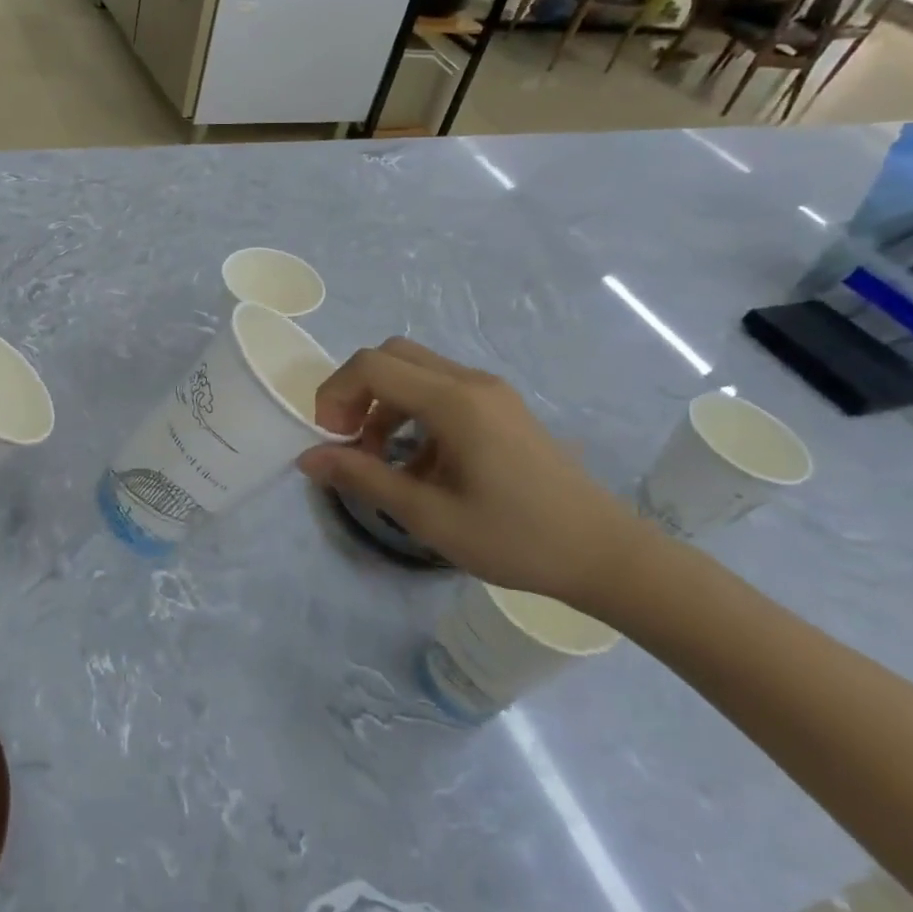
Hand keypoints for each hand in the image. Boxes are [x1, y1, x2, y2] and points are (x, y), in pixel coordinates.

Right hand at [297, 338, 658, 608]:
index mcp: (454, 402)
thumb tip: (307, 459)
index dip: (336, 394)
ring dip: (384, 405)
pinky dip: (414, 414)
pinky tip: (420, 466)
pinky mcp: (501, 408)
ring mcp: (490, 392)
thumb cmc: (515, 539)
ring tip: (381, 459)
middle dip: (357, 392)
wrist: (605, 555)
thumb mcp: (429, 515)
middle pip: (392, 356)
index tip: (331, 440)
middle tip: (349, 440)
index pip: (372, 366)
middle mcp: (471, 382)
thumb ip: (363, 478)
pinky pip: (442, 391)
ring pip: (416, 372)